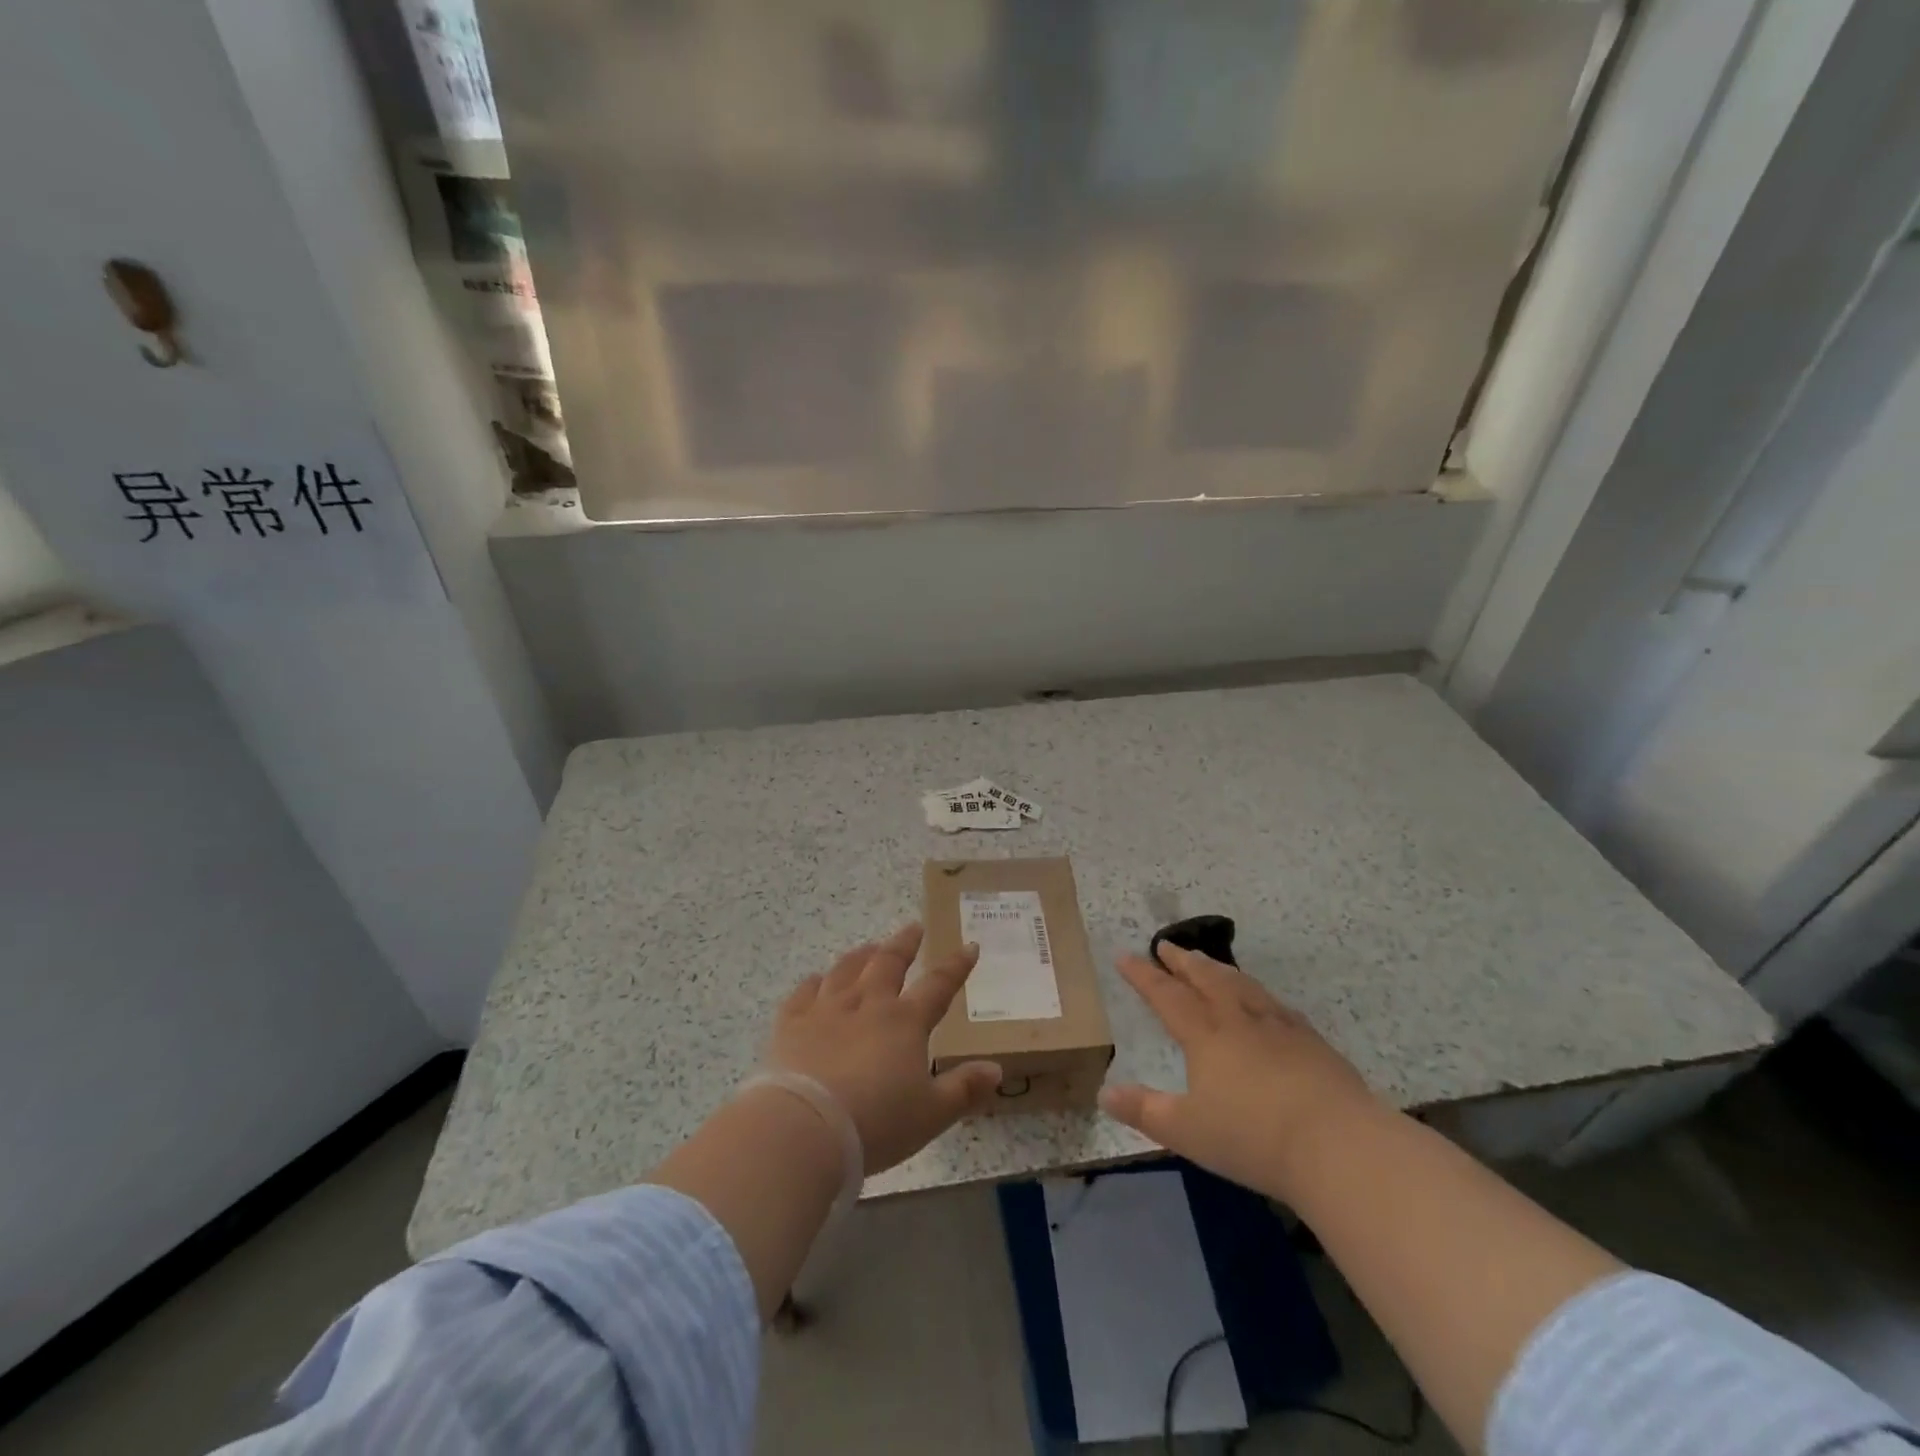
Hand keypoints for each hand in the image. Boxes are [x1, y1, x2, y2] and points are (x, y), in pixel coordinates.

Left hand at [768, 924, 1001, 1173]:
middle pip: (888, 963)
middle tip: (913, 928)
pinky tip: (816, 980)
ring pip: (846, 970)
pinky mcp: (791, 1023)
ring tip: (869, 947)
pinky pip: (803, 993)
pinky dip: (813, 983)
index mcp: (904, 1022)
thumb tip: (997, 1069)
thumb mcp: (931, 1114)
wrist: (805, 1127)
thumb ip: (964, 1089)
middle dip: (904, 944)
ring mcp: (826, 1009)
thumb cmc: (876, 1123)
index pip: (938, 985)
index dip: (956, 966)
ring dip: (861, 956)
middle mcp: (867, 1004)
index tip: (969, 946)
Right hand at [1100, 943, 1385, 1199]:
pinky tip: (1263, 1000)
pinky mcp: (1311, 1042)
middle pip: (1206, 978)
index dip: (1143, 975)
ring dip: (1218, 969)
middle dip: (1182, 962)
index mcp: (1205, 1035)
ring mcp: (1279, 1027)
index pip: (1166, 995)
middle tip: (1167, 946)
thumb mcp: (1186, 1132)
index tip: (1124, 956)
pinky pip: (1276, 1005)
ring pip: (1242, 984)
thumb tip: (1104, 1093)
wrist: (1337, 1144)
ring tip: (1207, 961)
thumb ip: (1144, 1111)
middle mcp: (1239, 1019)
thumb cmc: (1252, 1137)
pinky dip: (1258, 993)